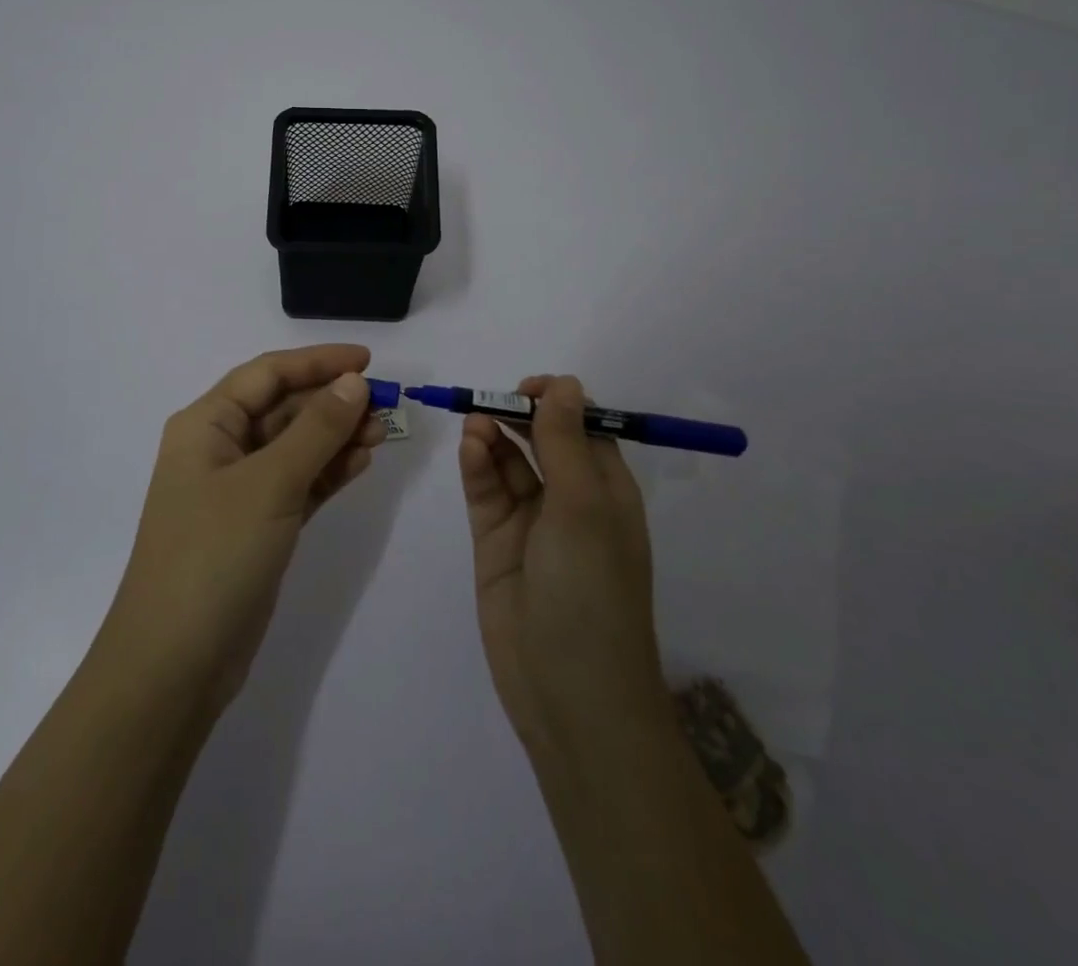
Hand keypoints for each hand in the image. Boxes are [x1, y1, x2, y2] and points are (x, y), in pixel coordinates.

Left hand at [96, 345, 386, 716]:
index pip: (267, 374)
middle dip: (333, 401)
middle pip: (283, 407)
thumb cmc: (214, 555)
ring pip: (295, 446)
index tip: (368, 362)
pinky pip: (299, 483)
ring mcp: (239, 490)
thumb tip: (354, 383)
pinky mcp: (258, 526)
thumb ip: (316, 429)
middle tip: (387, 404)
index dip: (317, 362)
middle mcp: (220, 448)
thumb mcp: (269, 484)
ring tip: (384, 432)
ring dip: (337, 435)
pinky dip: (329, 471)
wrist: (174, 664)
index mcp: (206, 424)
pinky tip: (362, 462)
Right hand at [457, 375, 671, 757]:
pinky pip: (487, 490)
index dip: (557, 401)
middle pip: (541, 439)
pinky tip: (470, 447)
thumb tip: (566, 383)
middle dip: (517, 414)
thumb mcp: (583, 507)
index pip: (583, 426)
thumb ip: (565, 442)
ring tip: (473, 423)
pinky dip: (477, 465)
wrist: (569, 694)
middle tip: (489, 402)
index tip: (527, 389)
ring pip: (509, 461)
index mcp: (607, 489)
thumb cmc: (590, 590)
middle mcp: (571, 499)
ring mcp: (531, 522)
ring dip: (493, 436)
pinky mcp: (496, 542)